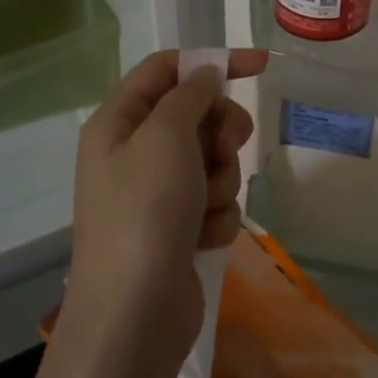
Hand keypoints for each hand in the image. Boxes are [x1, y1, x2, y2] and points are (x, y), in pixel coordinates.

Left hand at [8, 49, 265, 377]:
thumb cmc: (145, 211)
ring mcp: (156, 194)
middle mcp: (133, 153)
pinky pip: (214, 202)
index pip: (166, 70)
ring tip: (204, 207)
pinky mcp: (178, 229)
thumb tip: (206, 74)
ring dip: (220, 180)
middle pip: (195, 115)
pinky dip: (216, 216)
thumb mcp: (166, 137)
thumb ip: (190, 96)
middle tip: (226, 149)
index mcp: (117, 122)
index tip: (259, 66)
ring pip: (212, 161)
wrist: (135, 314)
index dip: (211, 63)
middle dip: (220, 132)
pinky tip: (202, 238)